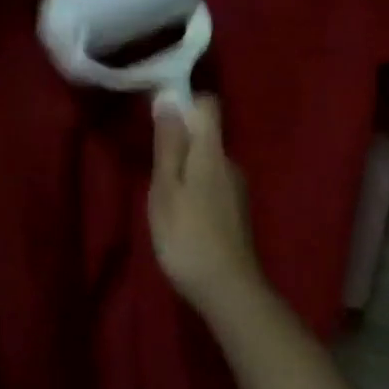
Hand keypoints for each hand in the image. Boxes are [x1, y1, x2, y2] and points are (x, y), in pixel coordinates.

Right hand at [149, 95, 266, 316]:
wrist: (227, 289)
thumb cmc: (187, 236)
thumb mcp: (166, 188)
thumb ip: (168, 144)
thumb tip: (169, 98)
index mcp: (212, 152)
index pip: (207, 105)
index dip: (183, 102)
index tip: (157, 117)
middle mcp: (230, 163)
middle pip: (206, 133)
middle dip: (179, 139)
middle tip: (151, 165)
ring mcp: (237, 189)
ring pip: (207, 161)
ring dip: (185, 167)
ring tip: (162, 194)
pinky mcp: (236, 211)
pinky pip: (212, 183)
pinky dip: (195, 188)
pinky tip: (181, 215)